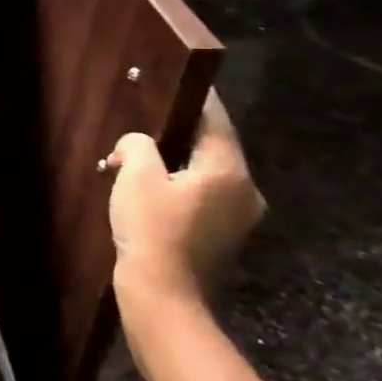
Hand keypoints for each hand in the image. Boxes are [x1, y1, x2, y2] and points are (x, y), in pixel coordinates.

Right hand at [103, 90, 265, 323]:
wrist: (165, 301)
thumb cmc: (152, 232)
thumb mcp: (136, 176)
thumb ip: (138, 145)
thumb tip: (137, 142)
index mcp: (228, 169)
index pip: (214, 117)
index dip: (193, 96)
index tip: (176, 79)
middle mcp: (245, 189)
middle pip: (214, 145)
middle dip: (181, 131)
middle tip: (149, 118)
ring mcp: (240, 217)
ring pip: (209, 172)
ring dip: (180, 161)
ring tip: (145, 154)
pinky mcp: (226, 237)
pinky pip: (206, 196)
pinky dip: (184, 185)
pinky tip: (154, 188)